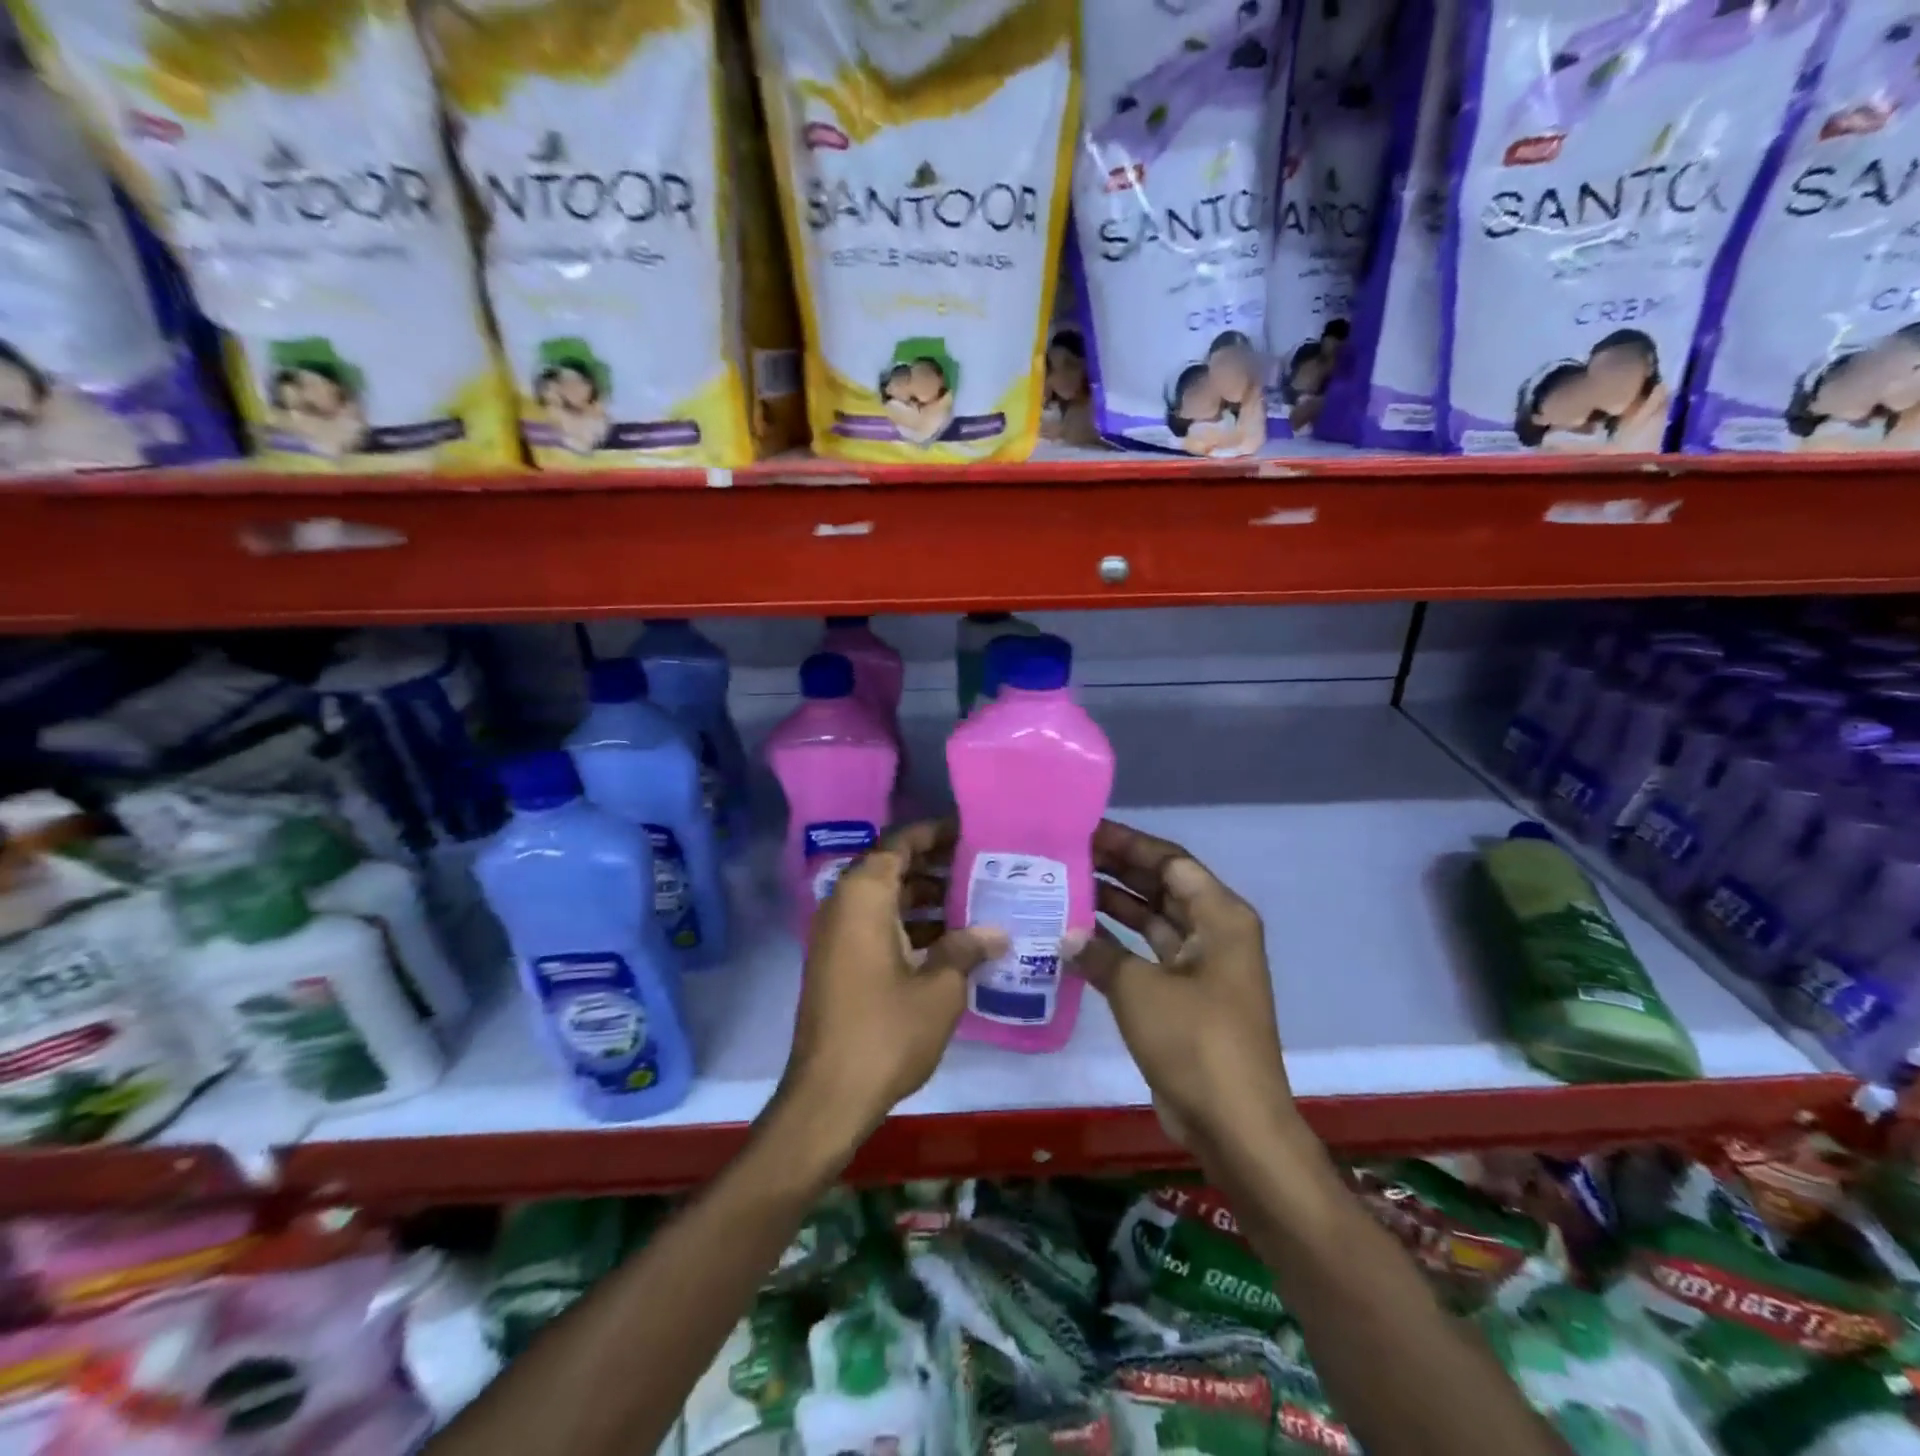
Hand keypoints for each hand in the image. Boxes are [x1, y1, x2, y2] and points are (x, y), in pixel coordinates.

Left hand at [779, 820, 1006, 1152]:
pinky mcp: (837, 962)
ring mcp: (836, 935)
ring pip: (885, 900)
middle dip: (936, 867)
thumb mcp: (939, 988)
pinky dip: (908, 925)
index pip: (900, 842)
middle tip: (982, 868)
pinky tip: (949, 943)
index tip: (971, 832)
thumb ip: (967, 949)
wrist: (828, 1096)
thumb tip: (997, 931)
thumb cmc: (886, 1031)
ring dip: (925, 899)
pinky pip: (876, 925)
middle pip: (892, 868)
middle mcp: (843, 905)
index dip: (935, 833)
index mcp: (864, 896)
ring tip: (976, 903)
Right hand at [1075, 819, 1292, 1154]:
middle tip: (1067, 854)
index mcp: (1220, 917)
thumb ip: (1099, 952)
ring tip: (1064, 885)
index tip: (1086, 831)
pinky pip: (1148, 955)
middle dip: (1118, 870)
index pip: (1170, 861)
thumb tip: (1066, 934)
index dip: (1129, 844)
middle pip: (1162, 887)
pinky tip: (1076, 936)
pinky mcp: (1185, 996)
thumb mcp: (1139, 989)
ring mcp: (1201, 966)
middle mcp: (1215, 932)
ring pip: (1153, 920)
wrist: (1233, 1125)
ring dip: (1114, 905)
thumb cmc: (1195, 1042)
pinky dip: (1117, 944)